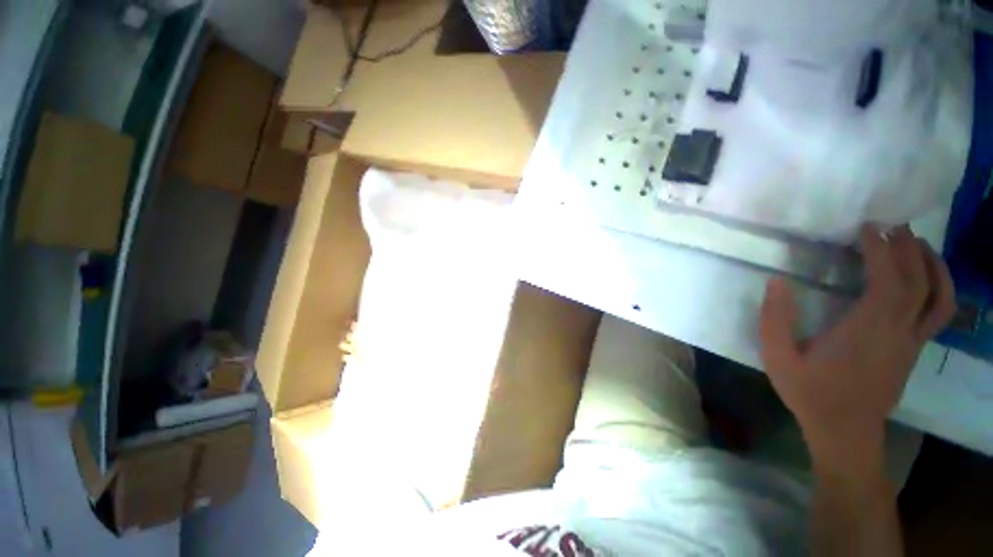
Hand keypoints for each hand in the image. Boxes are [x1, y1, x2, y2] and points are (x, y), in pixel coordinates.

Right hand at [759, 225, 955, 465]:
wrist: (844, 431)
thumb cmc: (809, 392)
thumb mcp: (778, 357)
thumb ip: (774, 319)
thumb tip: (776, 281)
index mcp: (866, 331)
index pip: (887, 280)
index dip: (880, 250)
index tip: (866, 228)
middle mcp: (898, 331)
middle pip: (918, 281)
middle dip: (907, 247)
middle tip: (892, 225)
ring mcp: (912, 342)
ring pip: (939, 297)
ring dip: (932, 264)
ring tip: (917, 243)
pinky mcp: (914, 350)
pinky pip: (939, 313)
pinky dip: (939, 288)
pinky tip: (927, 278)